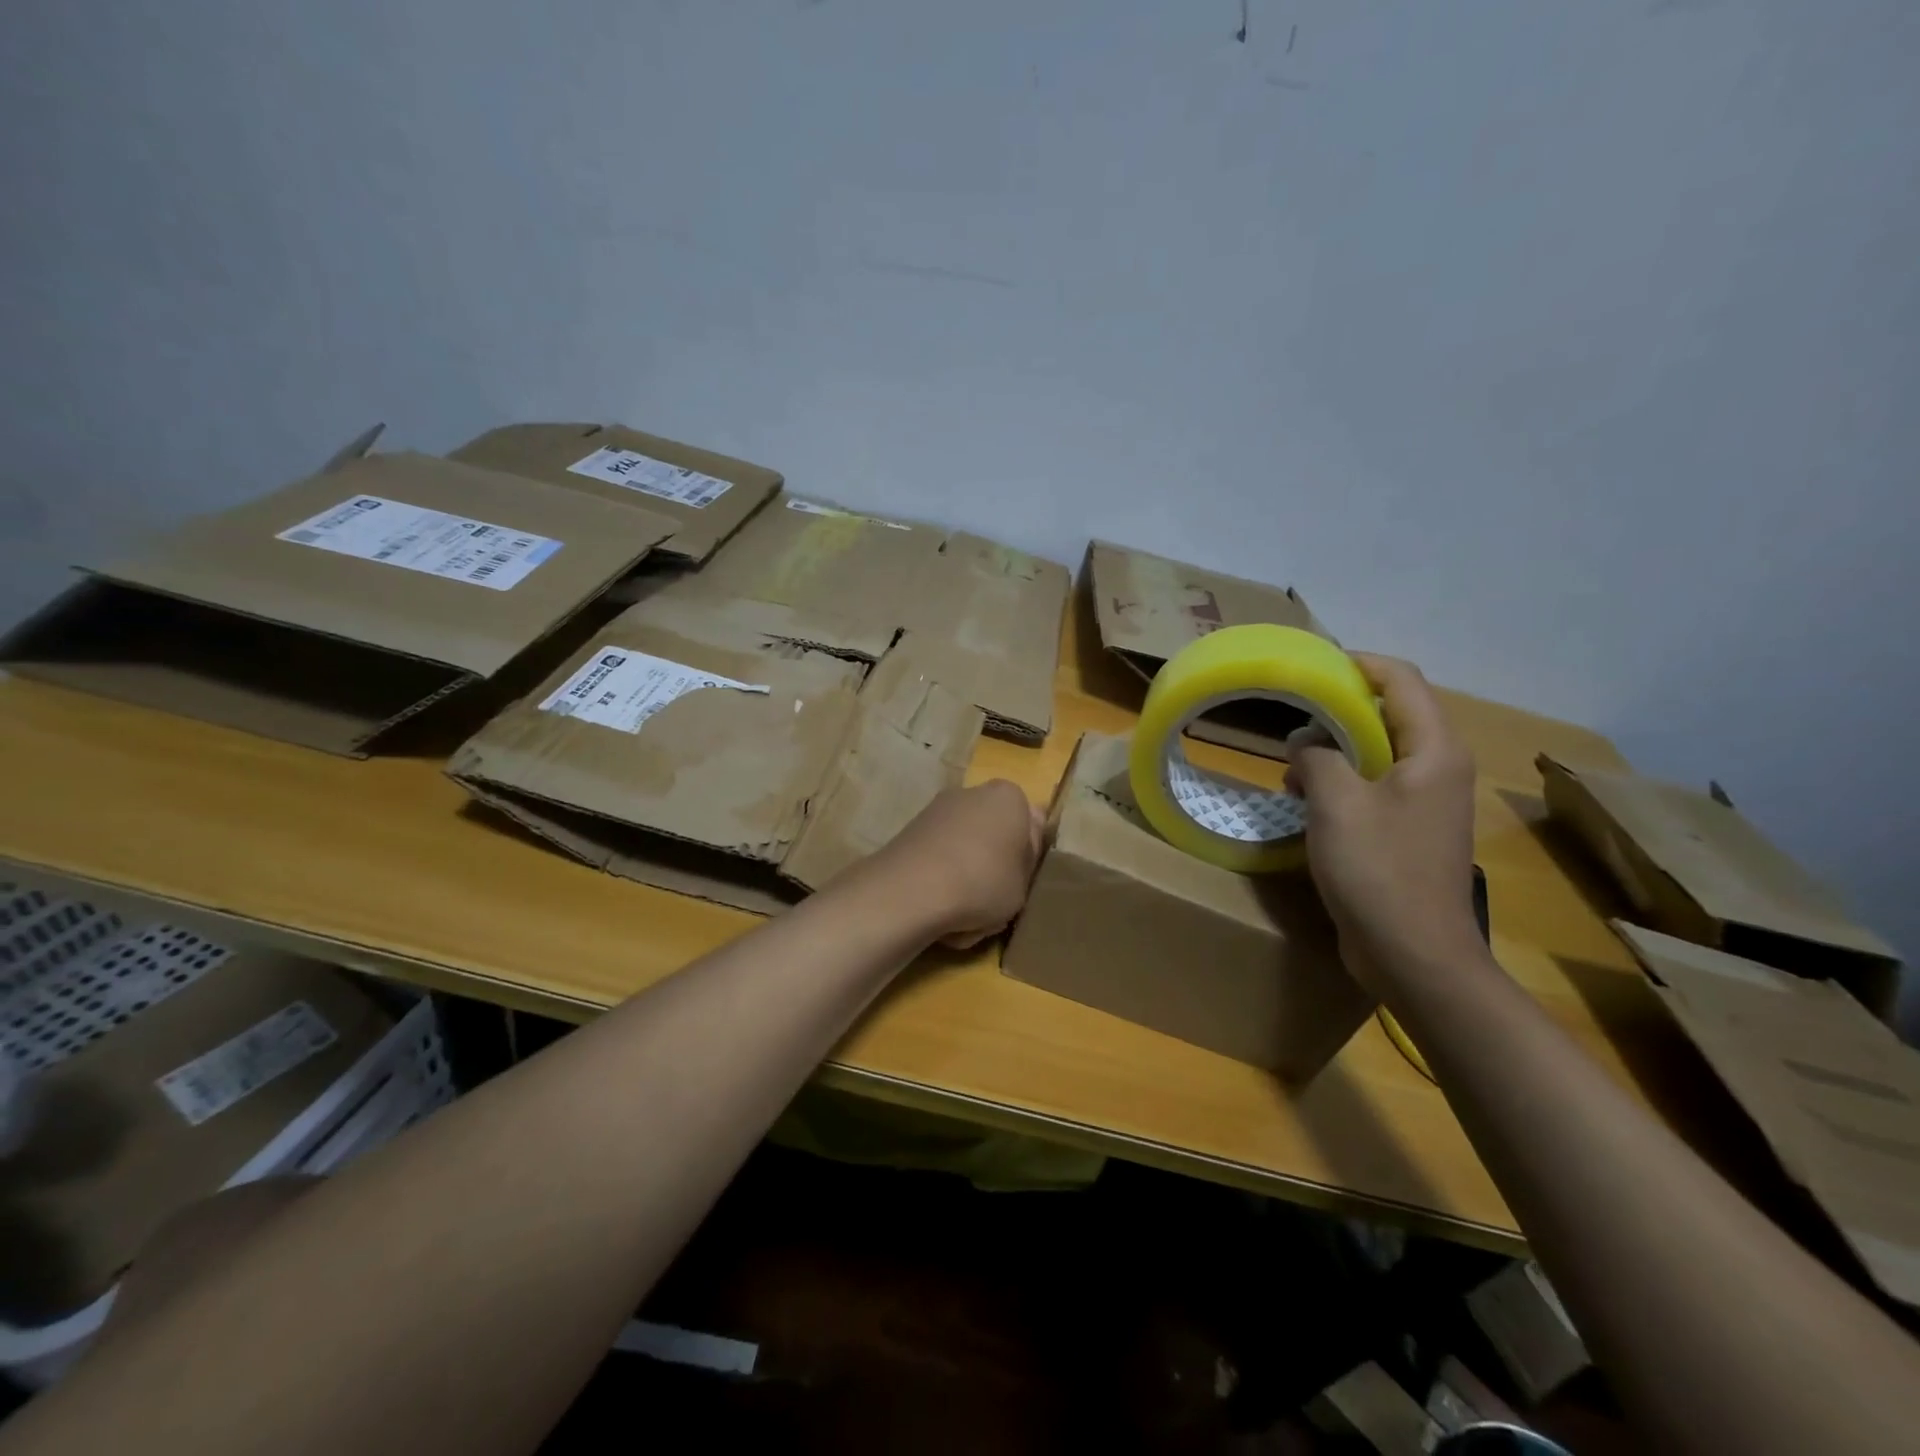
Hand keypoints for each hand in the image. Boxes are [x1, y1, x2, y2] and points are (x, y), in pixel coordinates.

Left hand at [870, 780, 1044, 948]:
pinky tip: (937, 913)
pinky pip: (938, 862)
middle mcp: (972, 793)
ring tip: (963, 919)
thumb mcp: (1025, 884)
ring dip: (965, 883)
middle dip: (992, 868)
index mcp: (1008, 797)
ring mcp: (937, 810)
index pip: (1029, 824)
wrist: (912, 890)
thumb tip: (1022, 845)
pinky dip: (940, 884)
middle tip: (994, 903)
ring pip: (964, 854)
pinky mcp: (910, 832)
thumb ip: (1027, 861)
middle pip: (992, 836)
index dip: (1027, 856)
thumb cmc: (983, 883)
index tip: (1020, 883)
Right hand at [1285, 654, 1480, 988]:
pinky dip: (1341, 782)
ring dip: (1335, 750)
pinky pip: (1374, 787)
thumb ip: (1316, 757)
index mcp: (1434, 751)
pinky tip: (1306, 800)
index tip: (1312, 665)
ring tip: (1292, 767)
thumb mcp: (1335, 803)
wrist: (1414, 954)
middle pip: (1391, 714)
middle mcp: (1439, 769)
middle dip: (1338, 711)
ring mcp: (1427, 802)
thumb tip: (1304, 741)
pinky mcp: (1410, 831)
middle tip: (1292, 716)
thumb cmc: (1378, 869)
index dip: (1358, 664)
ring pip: (1379, 752)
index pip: (1401, 680)